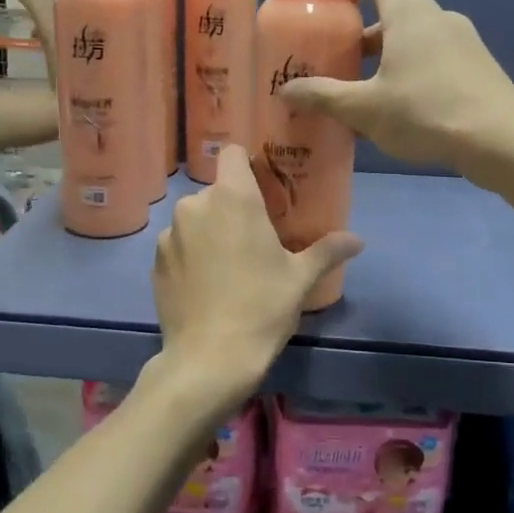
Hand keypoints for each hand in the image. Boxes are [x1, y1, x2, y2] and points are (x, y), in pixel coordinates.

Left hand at [151, 145, 361, 416]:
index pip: (232, 153)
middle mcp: (195, 205)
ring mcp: (169, 233)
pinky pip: (178, 244)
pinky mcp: (155, 261)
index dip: (246, 163)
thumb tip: (358, 240)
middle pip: (216, 190)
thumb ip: (328, 250)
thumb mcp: (300, 278)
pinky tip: (206, 285)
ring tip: (229, 266)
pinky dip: (191, 254)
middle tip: (254, 238)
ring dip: (210, 231)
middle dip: (233, 207)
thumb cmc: (262, 308)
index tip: (262, 185)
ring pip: (195, 218)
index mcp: (233, 198)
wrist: (209, 359)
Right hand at [279, 0, 513, 174]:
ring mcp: (463, 41)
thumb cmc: (426, 111)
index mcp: (409, 12)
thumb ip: (323, 96)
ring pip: (415, 37)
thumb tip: (286, 91)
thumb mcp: (365, 108)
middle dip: (362, 33)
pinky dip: (413, 71)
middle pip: (394, 9)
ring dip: (387, 56)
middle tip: (337, 61)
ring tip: (365, 92)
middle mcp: (437, 16)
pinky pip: (436, 58)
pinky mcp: (478, 66)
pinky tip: (402, 110)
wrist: (501, 139)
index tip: (331, 5)